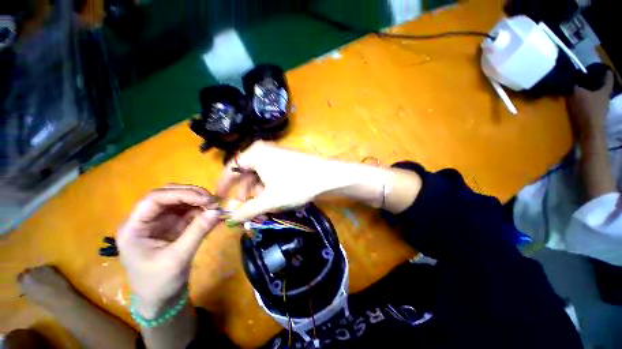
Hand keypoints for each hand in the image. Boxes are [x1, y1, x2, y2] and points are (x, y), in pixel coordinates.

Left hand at [117, 185, 219, 317]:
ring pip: (180, 200)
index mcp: (134, 227)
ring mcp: (160, 222)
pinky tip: (213, 214)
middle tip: (213, 201)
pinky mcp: (173, 226)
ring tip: (215, 207)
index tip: (206, 199)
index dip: (181, 194)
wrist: (160, 300)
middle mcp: (146, 219)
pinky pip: (188, 211)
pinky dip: (202, 210)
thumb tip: (217, 211)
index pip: (154, 199)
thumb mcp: (178, 259)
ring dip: (199, 201)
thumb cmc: (159, 283)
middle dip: (191, 194)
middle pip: (167, 195)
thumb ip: (197, 232)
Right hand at [216, 142, 356, 221]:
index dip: (224, 185)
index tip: (219, 198)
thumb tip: (230, 220)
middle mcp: (264, 150)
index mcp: (255, 154)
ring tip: (265, 206)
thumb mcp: (269, 200)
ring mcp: (277, 154)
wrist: (326, 176)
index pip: (230, 168)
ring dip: (259, 192)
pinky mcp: (286, 160)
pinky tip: (275, 197)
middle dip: (246, 193)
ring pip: (260, 175)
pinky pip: (271, 173)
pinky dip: (269, 187)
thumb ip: (248, 209)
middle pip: (246, 173)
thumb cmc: (295, 184)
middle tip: (248, 210)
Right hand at [567, 71, 613, 140]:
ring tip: (580, 92)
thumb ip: (571, 85)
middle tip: (586, 79)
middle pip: (602, 88)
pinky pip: (591, 106)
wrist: (589, 132)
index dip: (606, 72)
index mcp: (605, 90)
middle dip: (595, 84)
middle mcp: (606, 98)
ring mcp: (601, 109)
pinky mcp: (595, 117)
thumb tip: (567, 76)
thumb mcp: (576, 94)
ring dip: (590, 95)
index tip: (603, 69)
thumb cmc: (587, 110)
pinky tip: (579, 104)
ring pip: (596, 97)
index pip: (608, 78)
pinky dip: (586, 103)